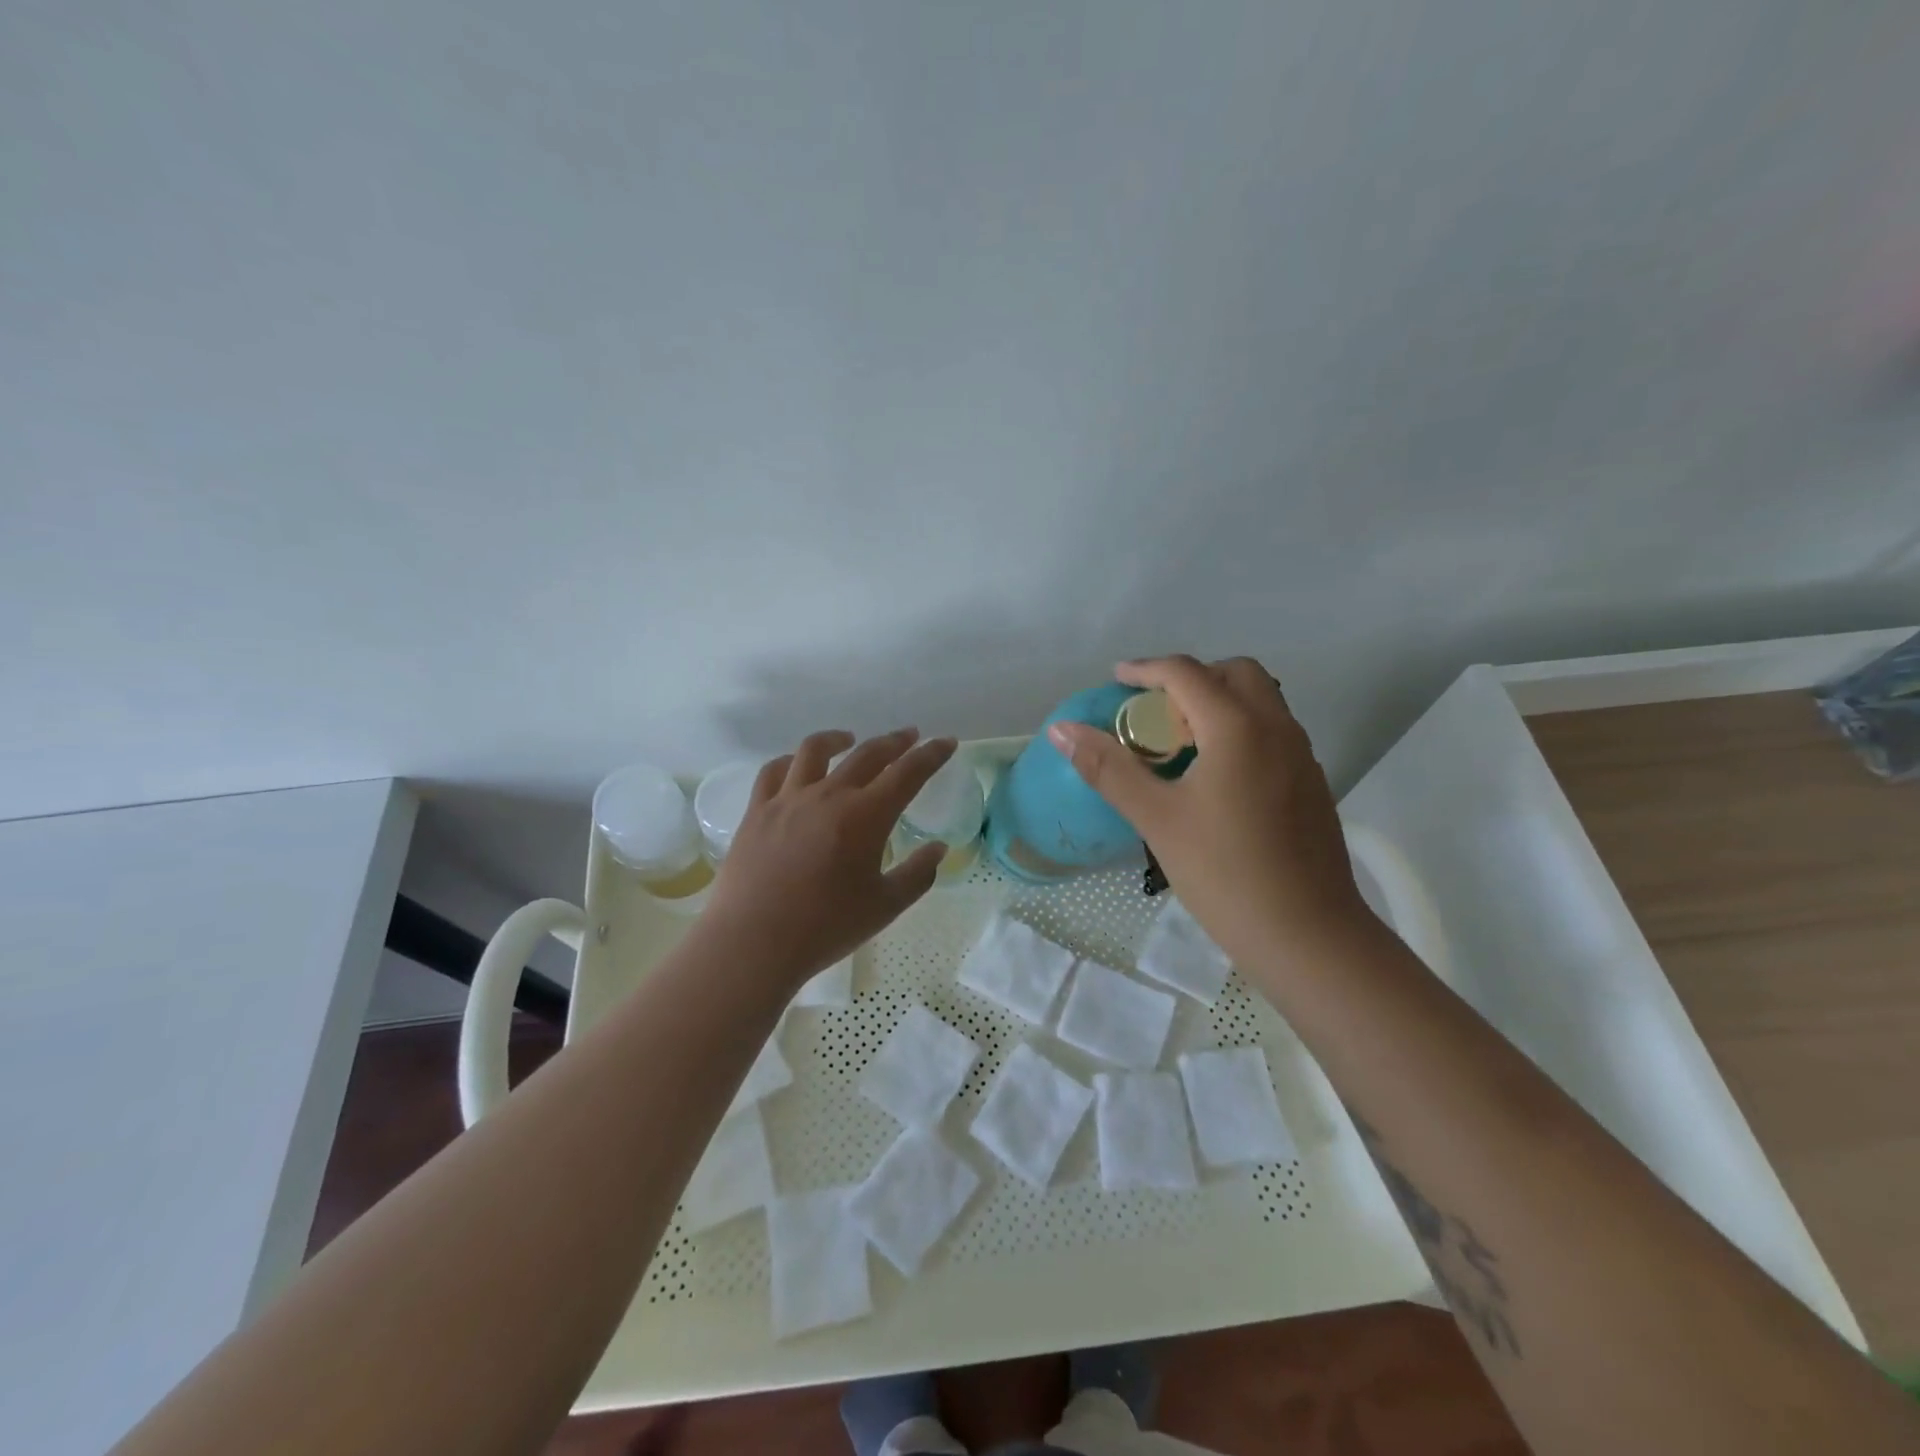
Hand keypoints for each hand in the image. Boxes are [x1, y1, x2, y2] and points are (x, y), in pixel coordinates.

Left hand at [704, 727, 957, 985]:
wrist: (753, 942)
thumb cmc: (826, 927)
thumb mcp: (885, 906)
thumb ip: (917, 874)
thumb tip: (938, 849)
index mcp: (866, 816)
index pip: (908, 773)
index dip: (931, 754)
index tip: (946, 742)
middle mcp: (829, 795)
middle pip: (867, 754)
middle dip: (894, 742)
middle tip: (910, 737)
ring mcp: (788, 799)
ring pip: (815, 750)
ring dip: (838, 739)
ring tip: (849, 739)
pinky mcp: (757, 812)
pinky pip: (774, 772)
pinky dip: (791, 761)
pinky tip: (797, 766)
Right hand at [1047, 655, 1375, 974]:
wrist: (1309, 936)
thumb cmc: (1225, 873)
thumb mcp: (1157, 819)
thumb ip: (1109, 769)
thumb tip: (1062, 730)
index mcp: (1238, 727)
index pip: (1187, 673)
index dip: (1146, 669)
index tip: (1116, 679)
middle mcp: (1277, 728)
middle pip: (1234, 674)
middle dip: (1191, 678)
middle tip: (1155, 710)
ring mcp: (1302, 756)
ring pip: (1260, 702)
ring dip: (1219, 702)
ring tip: (1180, 742)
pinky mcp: (1312, 784)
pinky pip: (1272, 732)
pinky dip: (1240, 729)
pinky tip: (1216, 777)